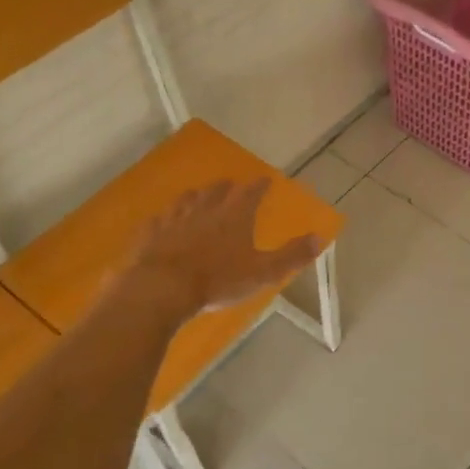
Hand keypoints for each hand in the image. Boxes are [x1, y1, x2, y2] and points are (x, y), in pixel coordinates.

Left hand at [122, 179, 320, 317]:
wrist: (161, 288)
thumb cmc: (218, 280)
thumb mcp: (263, 272)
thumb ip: (292, 255)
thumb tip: (320, 236)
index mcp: (234, 217)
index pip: (251, 194)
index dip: (259, 186)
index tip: (265, 179)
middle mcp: (204, 211)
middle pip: (216, 192)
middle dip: (226, 187)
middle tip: (230, 183)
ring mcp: (173, 220)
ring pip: (186, 201)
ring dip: (195, 196)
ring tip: (198, 194)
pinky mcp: (149, 235)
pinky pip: (158, 220)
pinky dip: (164, 217)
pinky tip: (161, 219)